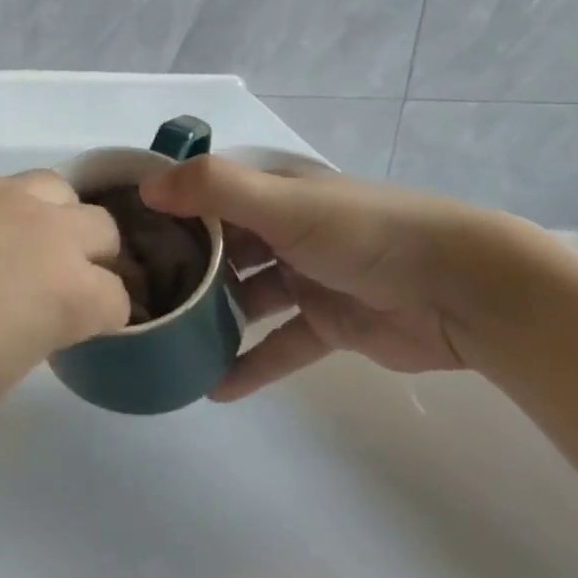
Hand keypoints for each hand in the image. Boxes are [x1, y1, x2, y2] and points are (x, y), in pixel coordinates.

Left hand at [0, 166, 129, 439]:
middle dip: (92, 256)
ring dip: (44, 217)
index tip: (87, 327)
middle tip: (56, 281)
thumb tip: (21, 314)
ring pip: (48, 187)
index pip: (118, 298)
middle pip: (99, 227)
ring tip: (6, 244)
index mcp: (66, 292)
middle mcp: (40, 228)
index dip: (107, 316)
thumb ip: (27, 337)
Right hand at [139, 156, 529, 399]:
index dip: (162, 210)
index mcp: (270, 193)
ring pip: (243, 298)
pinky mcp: (327, 324)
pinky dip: (250, 365)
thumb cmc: (362, 232)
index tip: (116, 235)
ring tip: (164, 343)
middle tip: (132, 298)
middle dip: (180, 269)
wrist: (461, 289)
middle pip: (218, 248)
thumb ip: (214, 189)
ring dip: (210, 319)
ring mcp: (304, 278)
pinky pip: (278, 346)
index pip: (202, 195)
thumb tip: (145, 188)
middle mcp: (281, 230)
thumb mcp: (283, 204)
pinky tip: (214, 389)